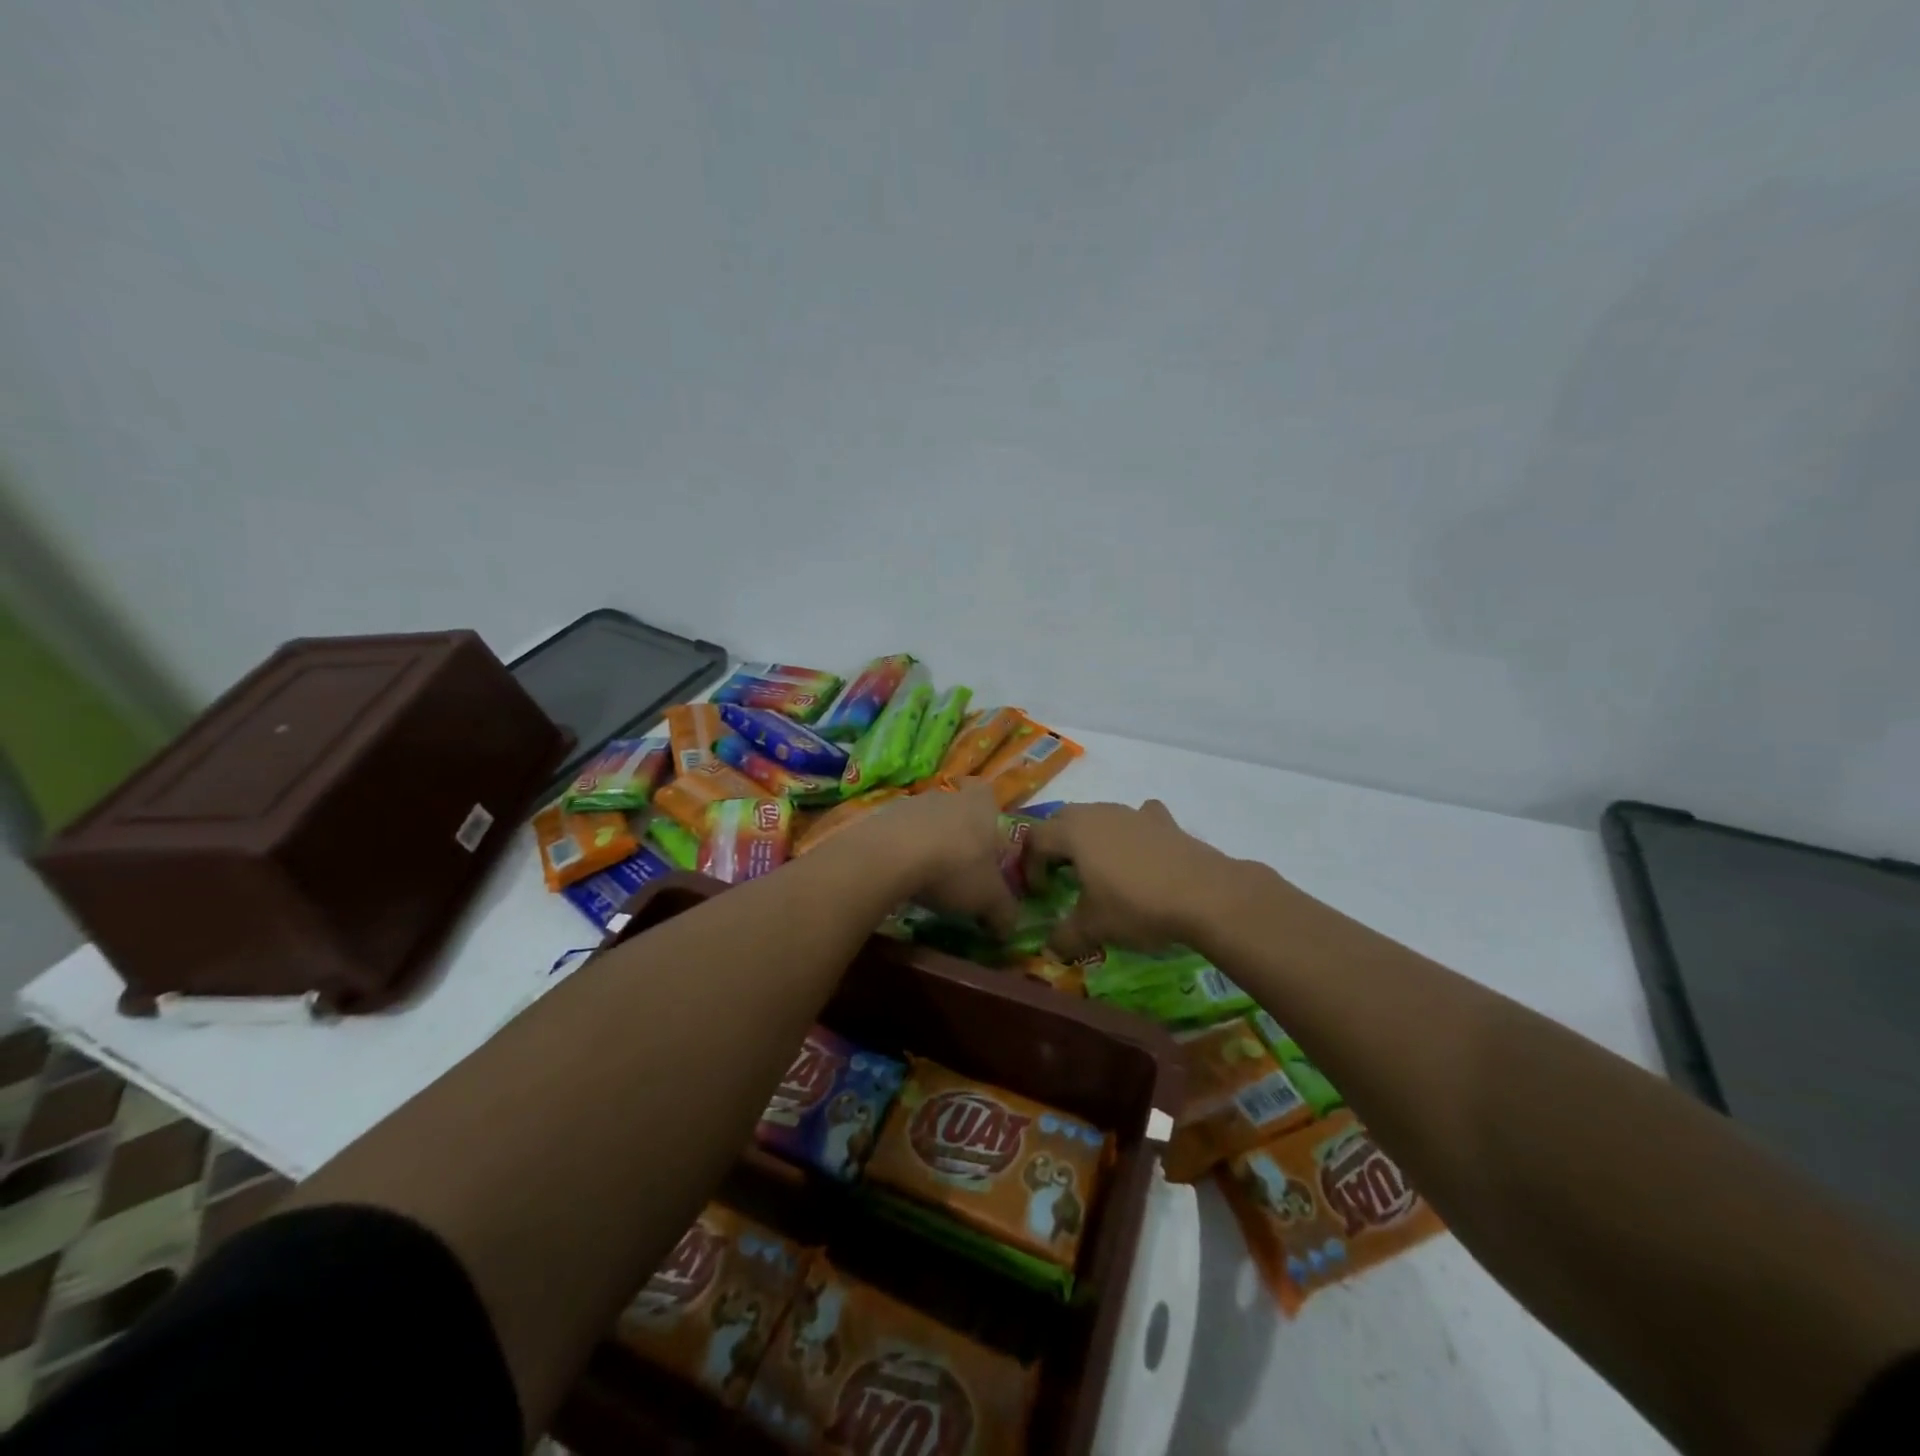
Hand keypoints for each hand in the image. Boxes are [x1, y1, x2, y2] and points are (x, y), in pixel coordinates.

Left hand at [857, 781, 1019, 937]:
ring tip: (928, 877)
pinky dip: (903, 851)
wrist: (890, 857)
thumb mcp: (989, 899)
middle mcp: (948, 797)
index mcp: (981, 806)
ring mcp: (912, 804)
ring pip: (927, 821)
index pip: (989, 797)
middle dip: (959, 835)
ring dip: (929, 843)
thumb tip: (1008, 928)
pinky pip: (900, 833)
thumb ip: (1004, 912)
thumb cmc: (954, 868)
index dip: (989, 815)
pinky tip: (902, 876)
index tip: (986, 841)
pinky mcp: (882, 817)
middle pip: (957, 810)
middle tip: (960, 868)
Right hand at [1024, 800, 1228, 960]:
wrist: (1204, 894)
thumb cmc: (1136, 906)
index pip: (1035, 839)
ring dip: (1089, 837)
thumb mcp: (1094, 927)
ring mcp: (1132, 813)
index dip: (1029, 865)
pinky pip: (1136, 819)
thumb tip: (1049, 950)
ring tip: (1098, 868)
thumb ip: (1065, 937)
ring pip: (1098, 815)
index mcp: (1072, 832)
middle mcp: (1098, 813)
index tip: (1041, 893)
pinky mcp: (1162, 820)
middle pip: (1062, 819)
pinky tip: (1139, 853)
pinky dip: (1129, 832)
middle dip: (1055, 845)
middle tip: (1060, 875)